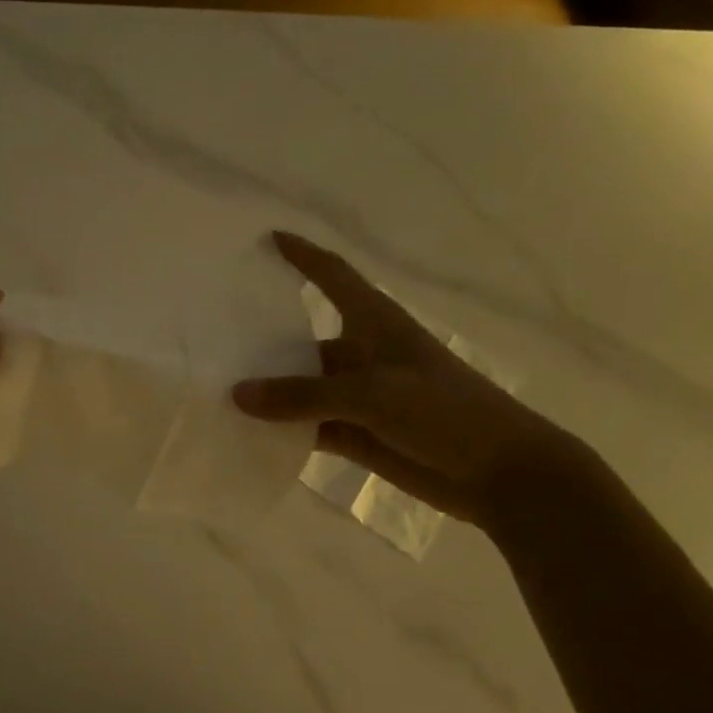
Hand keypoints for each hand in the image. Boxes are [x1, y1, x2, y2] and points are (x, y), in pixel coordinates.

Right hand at [232, 231, 574, 524]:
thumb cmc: (446, 412)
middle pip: (301, 338)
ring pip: (300, 387)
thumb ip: (303, 395)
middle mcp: (360, 353)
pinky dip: (280, 429)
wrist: (501, 474)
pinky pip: (306, 425)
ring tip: (214, 388)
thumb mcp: (373, 394)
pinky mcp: (356, 433)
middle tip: (211, 337)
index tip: (267, 239)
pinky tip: (244, 432)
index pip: (332, 275)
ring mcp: (357, 396)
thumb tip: (237, 394)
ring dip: (267, 390)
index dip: (302, 255)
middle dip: (262, 339)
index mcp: (374, 323)